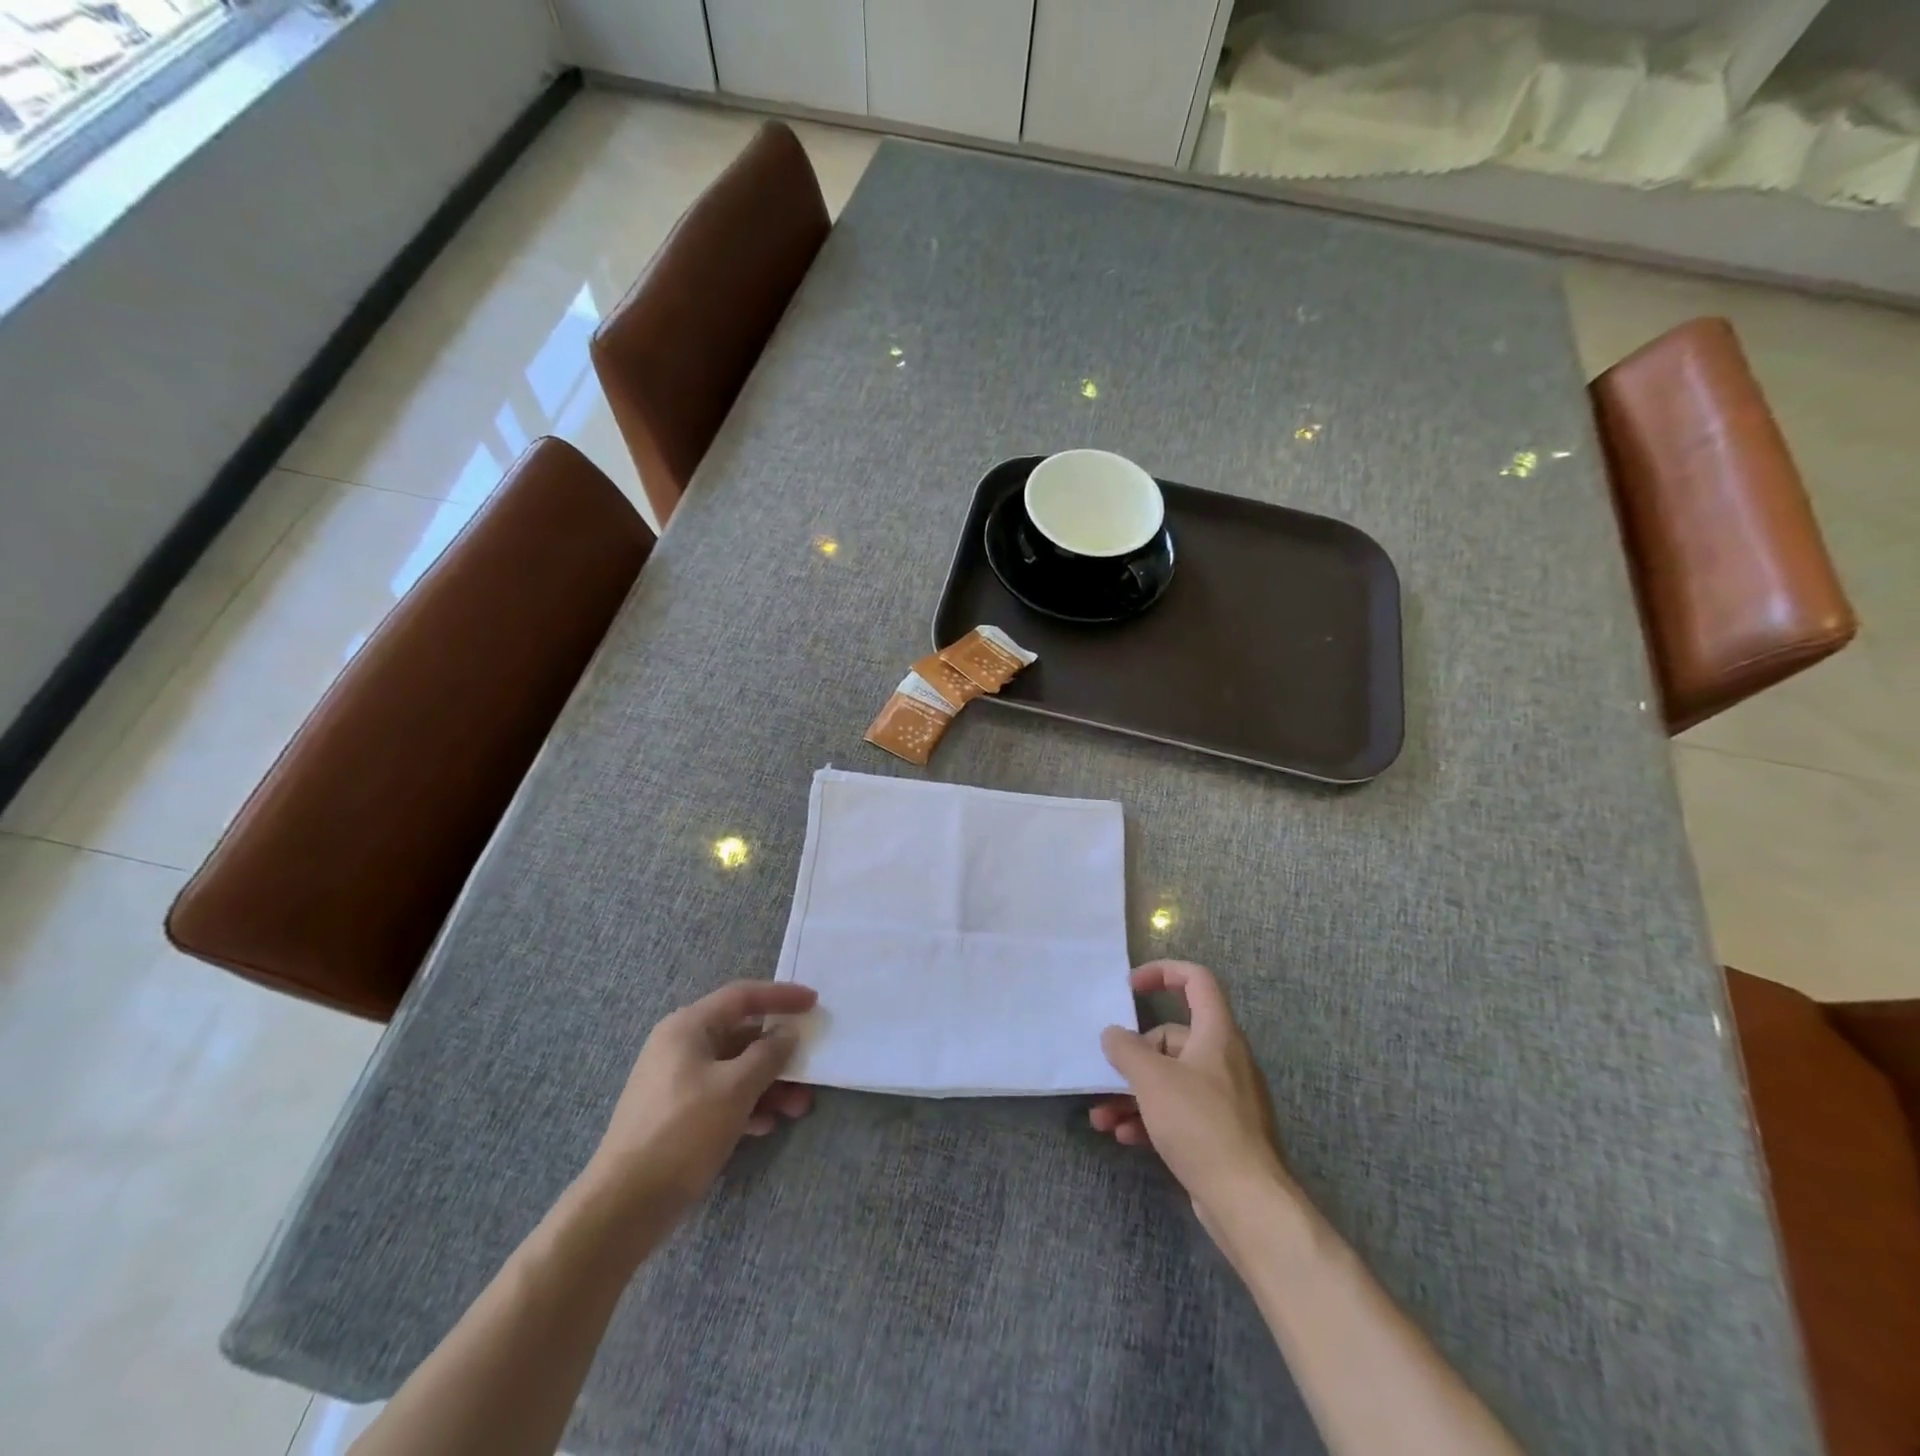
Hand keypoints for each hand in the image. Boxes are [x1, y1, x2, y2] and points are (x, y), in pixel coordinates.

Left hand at [586, 980, 818, 1216]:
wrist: (623, 1205)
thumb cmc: (682, 1132)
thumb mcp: (735, 1088)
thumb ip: (768, 1054)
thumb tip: (787, 1033)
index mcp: (688, 1027)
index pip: (742, 996)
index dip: (781, 996)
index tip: (814, 1002)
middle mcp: (680, 1046)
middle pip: (741, 1035)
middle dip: (779, 1053)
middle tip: (810, 1066)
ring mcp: (676, 1082)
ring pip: (734, 1070)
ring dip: (769, 1084)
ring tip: (798, 1107)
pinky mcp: (677, 1115)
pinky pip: (722, 1096)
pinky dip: (747, 1104)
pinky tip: (766, 1125)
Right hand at [1091, 961, 1289, 1229]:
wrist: (1248, 1203)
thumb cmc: (1201, 1125)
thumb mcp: (1153, 1080)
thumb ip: (1126, 1049)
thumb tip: (1113, 1034)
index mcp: (1217, 1033)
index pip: (1196, 980)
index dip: (1163, 972)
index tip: (1130, 986)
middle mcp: (1223, 1058)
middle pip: (1172, 1038)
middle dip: (1133, 1057)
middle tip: (1106, 1075)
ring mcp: (1224, 1098)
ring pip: (1170, 1079)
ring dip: (1132, 1094)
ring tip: (1101, 1117)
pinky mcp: (1219, 1132)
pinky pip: (1178, 1111)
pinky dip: (1150, 1118)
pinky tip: (1125, 1136)